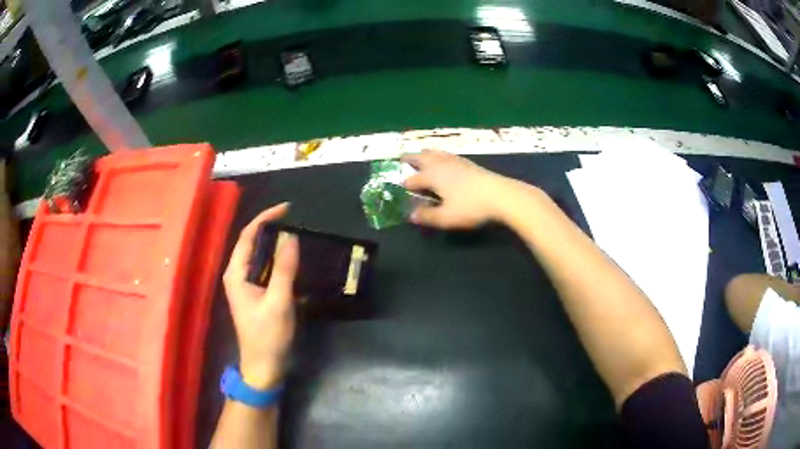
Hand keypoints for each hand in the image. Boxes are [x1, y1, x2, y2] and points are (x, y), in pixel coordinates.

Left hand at [223, 203, 299, 389]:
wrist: (263, 367)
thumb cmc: (268, 336)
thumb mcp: (279, 302)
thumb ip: (284, 269)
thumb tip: (290, 237)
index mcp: (236, 274)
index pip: (247, 236)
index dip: (265, 218)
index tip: (287, 209)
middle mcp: (236, 275)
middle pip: (251, 243)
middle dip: (270, 228)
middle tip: (294, 220)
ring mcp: (245, 285)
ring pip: (258, 256)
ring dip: (274, 244)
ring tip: (295, 234)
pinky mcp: (254, 294)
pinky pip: (264, 269)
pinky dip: (277, 260)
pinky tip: (291, 260)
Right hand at [402, 150, 523, 228]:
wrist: (501, 195)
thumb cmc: (471, 207)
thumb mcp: (446, 217)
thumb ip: (428, 216)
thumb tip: (411, 215)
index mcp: (432, 176)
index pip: (414, 179)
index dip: (406, 184)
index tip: (399, 187)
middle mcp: (441, 165)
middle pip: (422, 158)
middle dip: (411, 158)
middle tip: (402, 158)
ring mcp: (456, 162)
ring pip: (436, 154)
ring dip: (426, 153)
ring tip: (422, 153)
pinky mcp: (469, 163)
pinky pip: (448, 155)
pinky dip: (440, 155)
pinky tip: (446, 159)